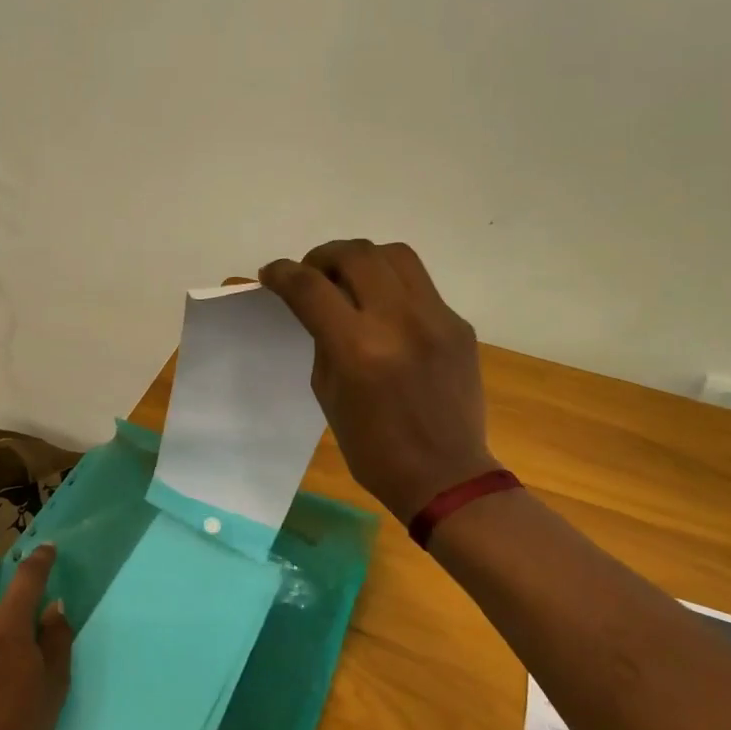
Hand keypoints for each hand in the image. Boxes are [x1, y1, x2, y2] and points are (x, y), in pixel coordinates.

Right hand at [260, 240, 501, 523]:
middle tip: (312, 273)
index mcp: (358, 349)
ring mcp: (436, 318)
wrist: (445, 475)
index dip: (283, 273)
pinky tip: (385, 310)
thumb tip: (317, 307)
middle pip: (356, 254)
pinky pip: (420, 285)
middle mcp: (399, 321)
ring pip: (395, 255)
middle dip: (323, 255)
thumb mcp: (328, 394)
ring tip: (349, 279)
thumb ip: (323, 341)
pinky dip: (392, 286)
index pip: (310, 288)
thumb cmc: (373, 448)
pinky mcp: (459, 324)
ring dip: (362, 258)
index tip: (272, 274)